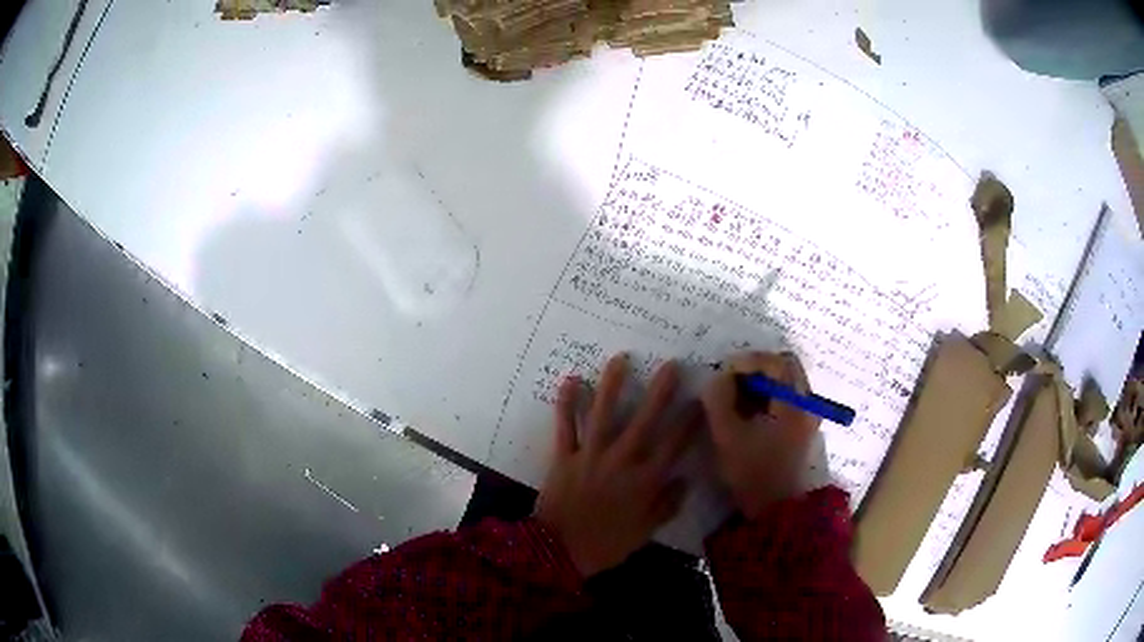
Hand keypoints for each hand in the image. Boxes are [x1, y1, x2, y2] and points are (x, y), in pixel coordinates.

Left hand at [535, 354, 699, 576]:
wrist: (559, 552)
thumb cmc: (606, 545)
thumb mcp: (645, 533)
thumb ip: (667, 506)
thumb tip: (685, 480)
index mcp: (645, 481)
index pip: (674, 445)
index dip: (689, 422)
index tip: (700, 400)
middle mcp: (621, 461)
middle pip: (644, 421)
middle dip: (660, 392)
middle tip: (671, 365)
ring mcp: (590, 455)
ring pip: (603, 414)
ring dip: (612, 385)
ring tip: (620, 359)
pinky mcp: (564, 456)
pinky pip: (565, 426)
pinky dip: (566, 403)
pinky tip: (570, 379)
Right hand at [701, 351, 820, 518]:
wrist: (775, 509)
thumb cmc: (752, 473)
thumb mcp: (727, 436)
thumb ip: (719, 400)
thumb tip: (718, 377)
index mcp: (795, 404)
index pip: (776, 363)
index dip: (747, 360)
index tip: (723, 371)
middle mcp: (808, 403)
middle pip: (786, 365)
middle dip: (756, 367)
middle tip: (731, 379)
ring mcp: (808, 414)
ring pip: (787, 379)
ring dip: (762, 379)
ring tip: (736, 394)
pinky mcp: (803, 425)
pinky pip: (788, 394)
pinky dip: (768, 393)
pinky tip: (748, 409)